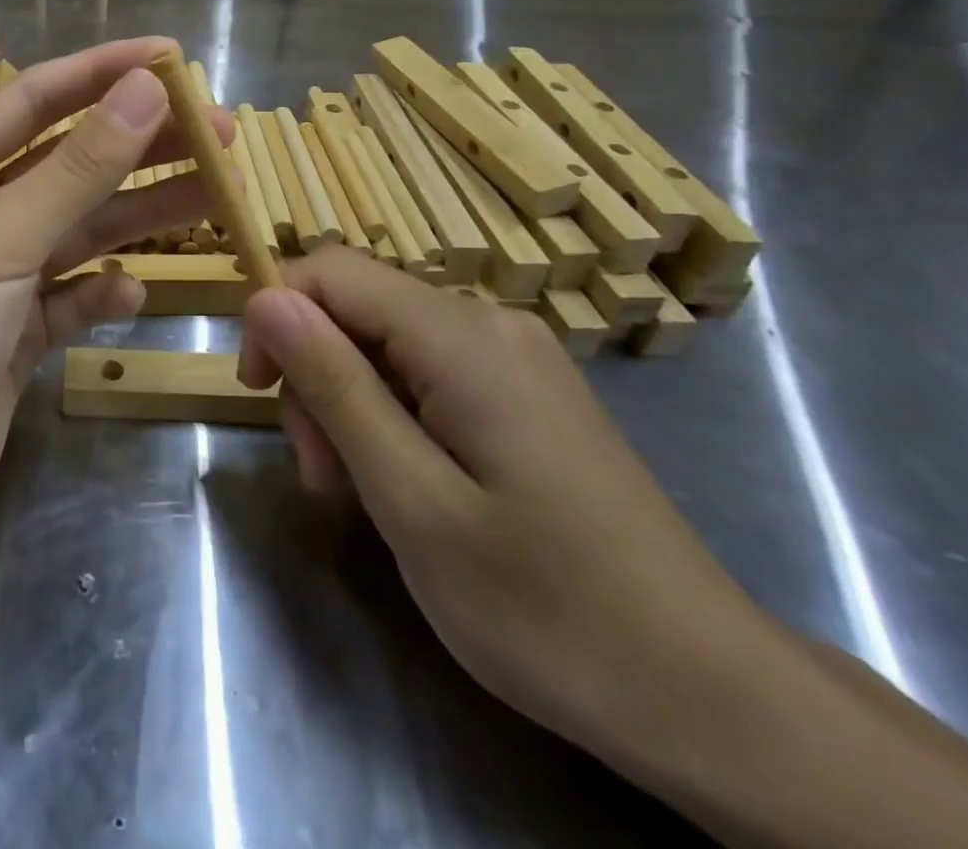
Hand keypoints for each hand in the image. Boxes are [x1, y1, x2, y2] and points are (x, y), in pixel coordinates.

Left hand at [0, 38, 230, 579]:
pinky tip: (136, 292)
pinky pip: (71, 300)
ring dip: (140, 213)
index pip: (36, 99)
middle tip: (221, 135)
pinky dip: (103, 293)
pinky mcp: (11, 341)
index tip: (174, 57)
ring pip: (80, 231)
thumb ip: (76, 168)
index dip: (104, 72)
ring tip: (218, 196)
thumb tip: (146, 89)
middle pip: (70, 164)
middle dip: (141, 145)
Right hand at [238, 248, 796, 784]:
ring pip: (388, 341)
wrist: (710, 696)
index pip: (331, 270)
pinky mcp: (526, 393)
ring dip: (350, 400)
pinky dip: (392, 413)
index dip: (277, 315)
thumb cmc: (547, 609)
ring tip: (357, 490)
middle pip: (359, 306)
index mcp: (463, 337)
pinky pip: (429, 370)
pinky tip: (405, 481)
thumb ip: (335, 386)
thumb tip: (266, 300)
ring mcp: (516, 356)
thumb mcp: (412, 500)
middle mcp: (491, 323)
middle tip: (319, 473)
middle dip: (317, 372)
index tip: (257, 393)